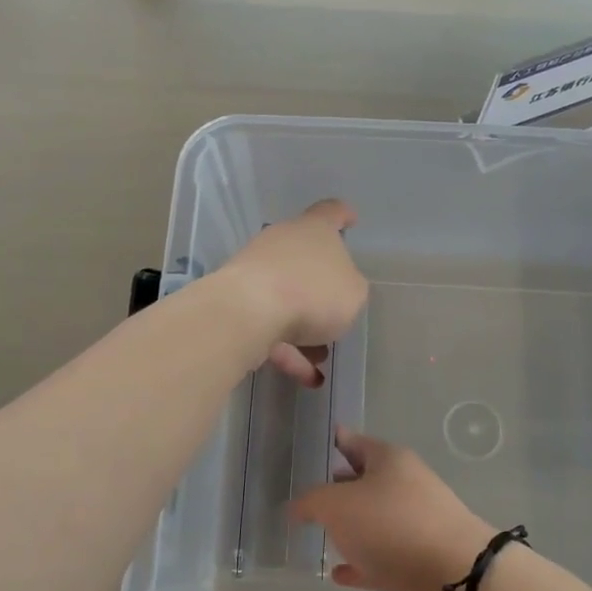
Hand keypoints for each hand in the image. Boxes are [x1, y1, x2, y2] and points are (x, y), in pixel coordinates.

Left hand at [220, 199, 367, 387]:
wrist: (248, 312)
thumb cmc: (312, 292)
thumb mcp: (353, 294)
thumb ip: (351, 289)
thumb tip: (338, 291)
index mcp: (313, 230)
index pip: (331, 213)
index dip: (343, 216)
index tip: (351, 219)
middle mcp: (281, 243)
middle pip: (305, 260)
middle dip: (322, 290)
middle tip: (339, 313)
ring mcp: (255, 273)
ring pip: (286, 299)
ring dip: (305, 328)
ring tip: (322, 357)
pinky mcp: (237, 304)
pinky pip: (269, 327)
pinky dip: (288, 351)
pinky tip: (307, 378)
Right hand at [289, 428, 494, 590]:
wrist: (456, 579)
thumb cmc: (393, 525)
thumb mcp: (339, 505)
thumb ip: (312, 502)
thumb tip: (295, 506)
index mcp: (390, 460)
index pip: (354, 442)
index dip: (334, 441)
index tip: (313, 443)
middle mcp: (405, 486)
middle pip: (365, 481)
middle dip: (338, 487)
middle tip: (307, 495)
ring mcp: (415, 525)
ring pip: (374, 521)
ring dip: (350, 528)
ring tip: (318, 534)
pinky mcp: (419, 562)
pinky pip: (381, 559)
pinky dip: (361, 564)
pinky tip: (338, 574)